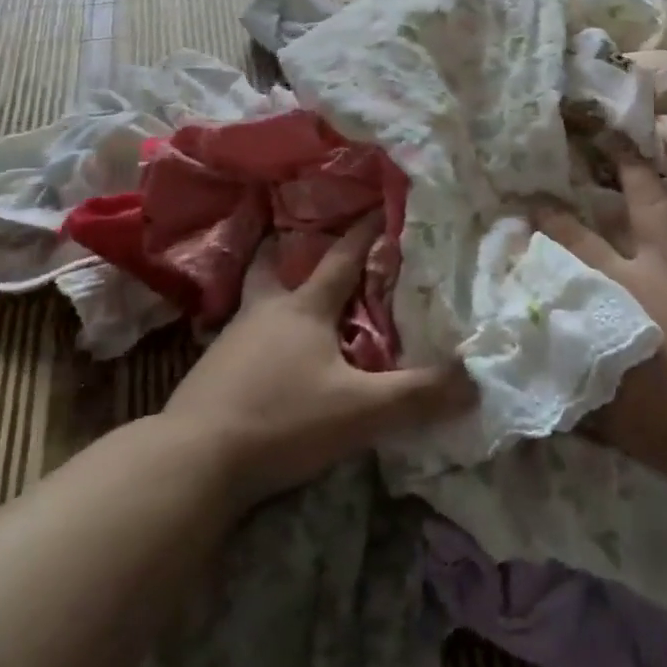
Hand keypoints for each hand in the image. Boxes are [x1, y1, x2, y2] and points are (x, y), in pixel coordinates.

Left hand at [163, 214, 475, 505]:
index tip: (378, 206)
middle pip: (272, 267)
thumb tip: (473, 381)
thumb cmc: (282, 419)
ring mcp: (230, 341)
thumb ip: (416, 396)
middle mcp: (264, 313)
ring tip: (286, 306)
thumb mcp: (359, 412)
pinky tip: (260, 360)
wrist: (193, 459)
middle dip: (284, 250)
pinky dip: (254, 337)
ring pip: (253, 303)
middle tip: (293, 241)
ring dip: (271, 295)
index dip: (363, 233)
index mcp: (304, 309)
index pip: (341, 259)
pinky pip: (237, 340)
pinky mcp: (208, 373)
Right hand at [536, 138, 666, 493]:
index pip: (578, 245)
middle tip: (622, 139)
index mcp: (626, 286)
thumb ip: (567, 379)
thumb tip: (527, 372)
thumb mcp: (600, 404)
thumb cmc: (665, 419)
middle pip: (648, 204)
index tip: (536, 199)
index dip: (554, 220)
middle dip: (632, 169)